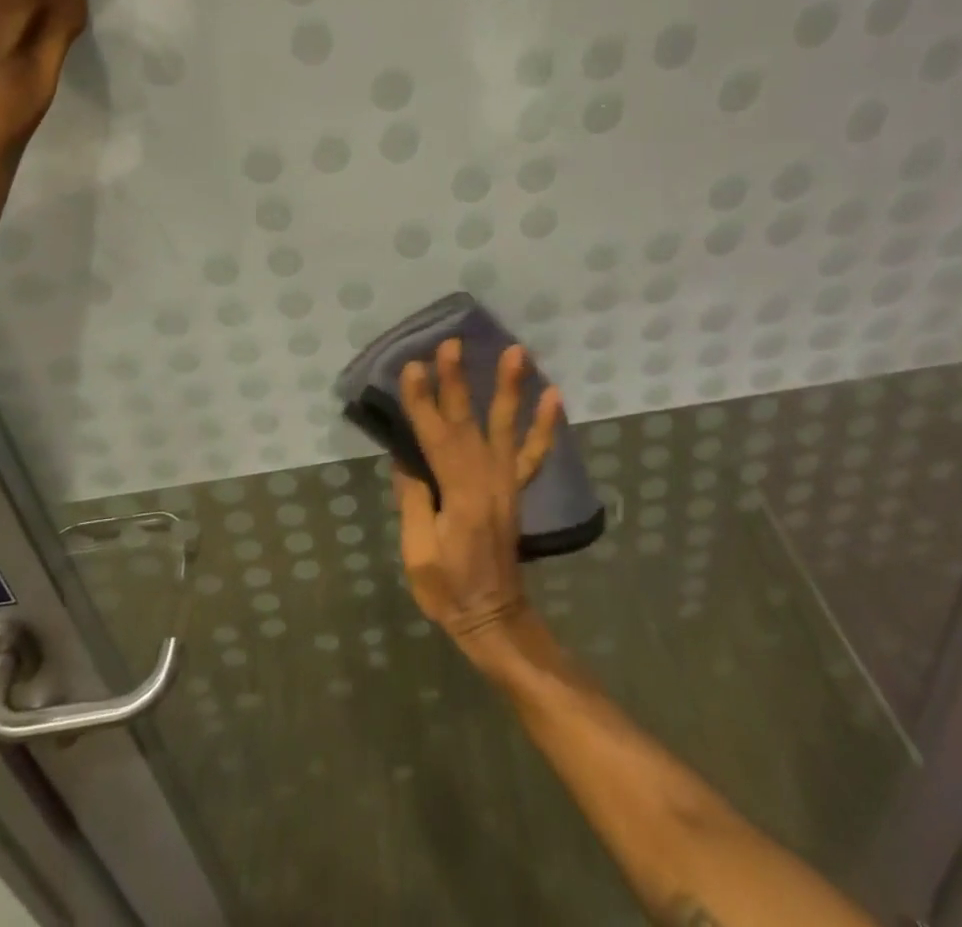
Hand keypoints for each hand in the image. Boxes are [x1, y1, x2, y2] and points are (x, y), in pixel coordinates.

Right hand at [393, 341, 561, 660]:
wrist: (494, 617)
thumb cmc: (448, 590)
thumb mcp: (418, 553)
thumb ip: (415, 501)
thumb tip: (407, 457)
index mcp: (459, 496)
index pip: (434, 438)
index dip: (422, 402)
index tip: (414, 367)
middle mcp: (487, 480)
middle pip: (468, 422)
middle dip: (457, 380)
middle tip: (452, 344)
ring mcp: (506, 482)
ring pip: (506, 427)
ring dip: (510, 388)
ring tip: (517, 352)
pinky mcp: (516, 488)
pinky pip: (534, 453)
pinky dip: (545, 425)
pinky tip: (554, 395)